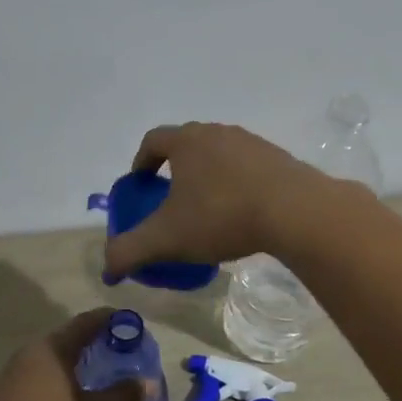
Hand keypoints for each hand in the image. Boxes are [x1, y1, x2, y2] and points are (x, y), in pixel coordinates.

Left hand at [0, 309, 147, 400]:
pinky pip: (36, 379)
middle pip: (66, 340)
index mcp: (50, 350)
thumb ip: (122, 396)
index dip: (109, 320)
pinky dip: (57, 381)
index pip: (84, 323)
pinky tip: (70, 400)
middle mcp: (27, 355)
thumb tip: (149, 383)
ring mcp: (10, 378)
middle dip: (93, 344)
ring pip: (49, 361)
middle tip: (118, 353)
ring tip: (97, 377)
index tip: (131, 323)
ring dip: (73, 365)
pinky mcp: (1, 400)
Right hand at [103, 122, 330, 278]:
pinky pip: (248, 167)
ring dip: (208, 176)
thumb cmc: (221, 216)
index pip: (154, 140)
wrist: (295, 211)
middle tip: (171, 198)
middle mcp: (218, 132)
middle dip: (175, 168)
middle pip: (187, 144)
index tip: (140, 185)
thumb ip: (130, 251)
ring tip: (208, 209)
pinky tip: (242, 213)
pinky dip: (237, 184)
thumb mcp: (167, 239)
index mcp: (187, 141)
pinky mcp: (278, 158)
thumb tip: (106, 267)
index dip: (141, 161)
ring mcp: (251, 143)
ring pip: (219, 155)